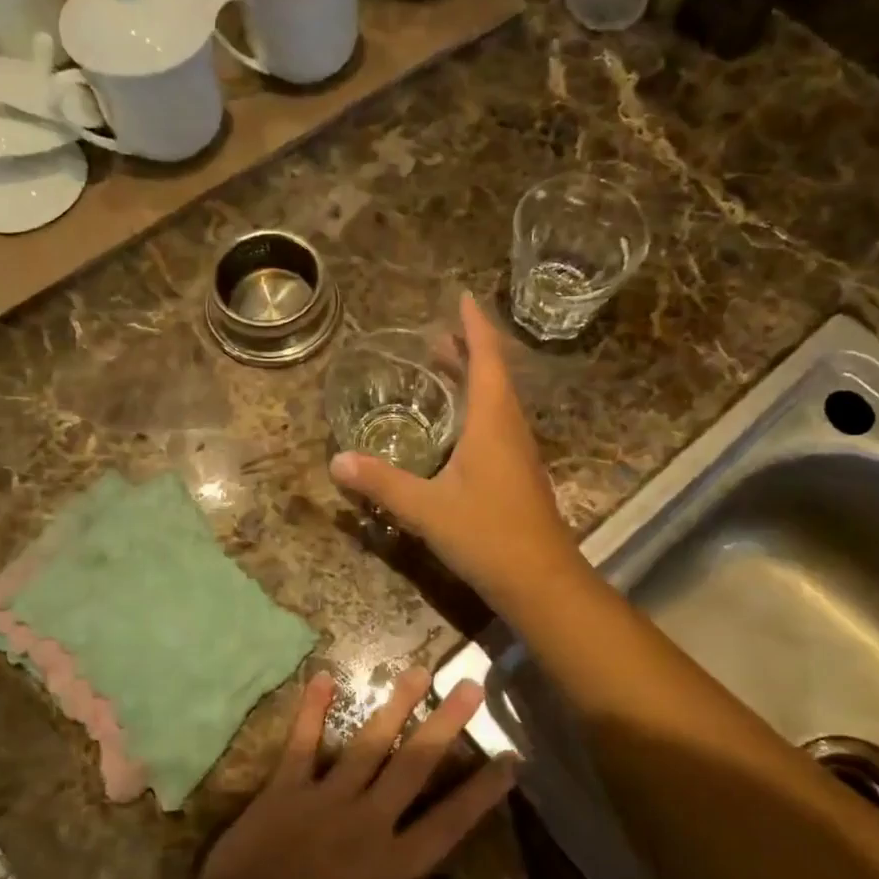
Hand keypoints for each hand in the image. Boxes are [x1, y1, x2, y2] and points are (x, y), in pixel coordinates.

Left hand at [197, 667, 515, 878]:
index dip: (483, 790)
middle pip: (415, 765)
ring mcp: (327, 799)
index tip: (510, 756)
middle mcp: (369, 821)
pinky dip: (311, 710)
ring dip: (394, 705)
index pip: (451, 821)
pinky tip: (322, 675)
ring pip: (368, 744)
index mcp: (394, 867)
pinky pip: (302, 744)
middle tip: (469, 685)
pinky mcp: (287, 789)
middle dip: (445, 724)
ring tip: (417, 670)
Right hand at [329, 292, 583, 609]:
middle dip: (468, 351)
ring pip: (497, 402)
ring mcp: (518, 454)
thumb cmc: (488, 535)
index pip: (487, 359)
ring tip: (445, 370)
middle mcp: (510, 429)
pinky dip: (477, 410)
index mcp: (493, 422)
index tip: (464, 297)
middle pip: (493, 376)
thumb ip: (383, 483)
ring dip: (474, 380)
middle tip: (439, 335)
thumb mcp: (427, 508)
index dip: (475, 327)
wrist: (542, 581)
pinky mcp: (518, 476)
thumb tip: (336, 461)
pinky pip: (497, 426)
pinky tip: (458, 429)